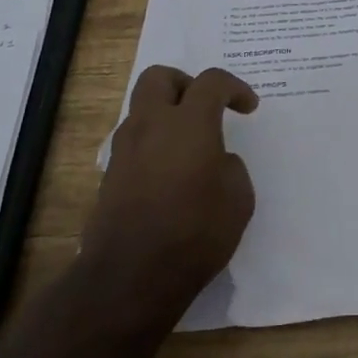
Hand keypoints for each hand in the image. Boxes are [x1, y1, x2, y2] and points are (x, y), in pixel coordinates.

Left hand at [80, 66, 257, 322]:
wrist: (129, 279)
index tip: (248, 107)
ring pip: (141, 109)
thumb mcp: (238, 198)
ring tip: (188, 144)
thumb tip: (214, 161)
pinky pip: (133, 142)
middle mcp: (151, 125)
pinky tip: (169, 173)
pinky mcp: (109, 176)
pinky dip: (152, 144)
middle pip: (159, 77)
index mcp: (189, 123)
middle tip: (204, 107)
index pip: (211, 82)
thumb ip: (229, 166)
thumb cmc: (195, 233)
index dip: (234, 87)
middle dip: (184, 83)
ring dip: (164, 114)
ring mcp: (124, 150)